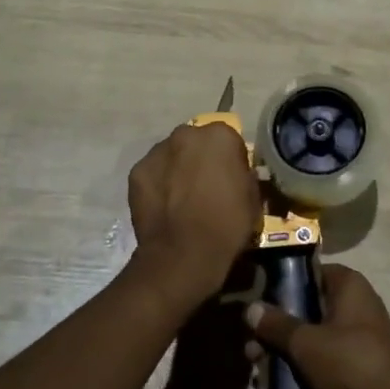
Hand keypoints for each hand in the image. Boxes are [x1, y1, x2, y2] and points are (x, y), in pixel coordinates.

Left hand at [127, 122, 260, 309]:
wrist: (183, 255)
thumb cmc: (227, 225)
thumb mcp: (252, 198)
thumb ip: (244, 175)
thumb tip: (236, 174)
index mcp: (220, 135)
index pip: (228, 139)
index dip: (230, 160)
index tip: (230, 179)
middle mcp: (187, 133)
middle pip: (196, 142)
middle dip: (200, 158)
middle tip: (204, 186)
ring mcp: (158, 151)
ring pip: (171, 154)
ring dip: (177, 168)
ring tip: (180, 198)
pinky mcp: (136, 171)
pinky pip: (152, 173)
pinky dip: (157, 183)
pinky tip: (162, 205)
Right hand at [244, 265, 389, 388]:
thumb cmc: (350, 360)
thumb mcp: (306, 341)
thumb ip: (277, 324)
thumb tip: (249, 307)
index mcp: (347, 285)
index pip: (308, 272)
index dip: (281, 284)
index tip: (256, 299)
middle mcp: (351, 304)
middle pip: (303, 308)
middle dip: (274, 329)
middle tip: (250, 348)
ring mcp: (351, 336)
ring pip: (307, 337)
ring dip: (281, 352)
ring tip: (256, 371)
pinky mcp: (350, 365)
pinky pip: (317, 360)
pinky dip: (297, 369)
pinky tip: (271, 385)